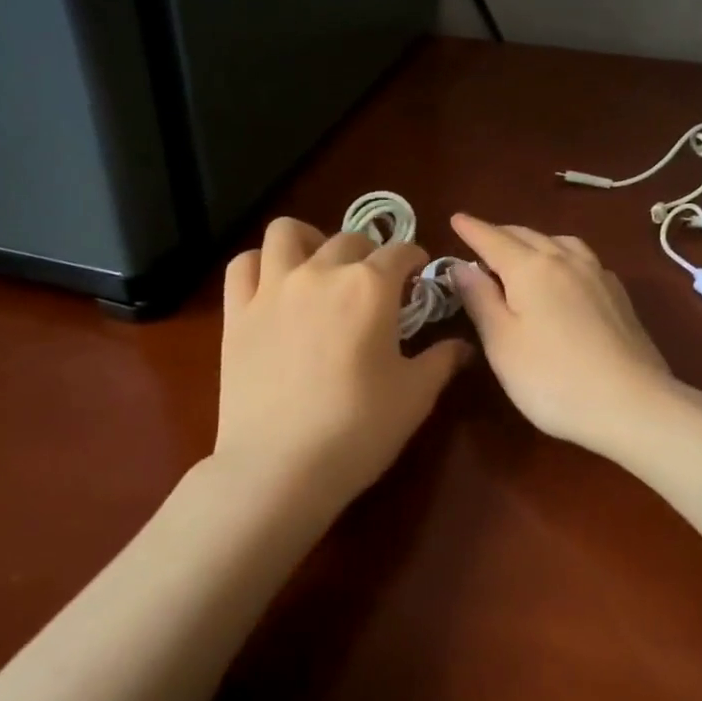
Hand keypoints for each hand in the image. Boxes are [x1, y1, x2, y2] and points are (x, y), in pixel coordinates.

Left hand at [216, 218, 471, 503]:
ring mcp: (273, 288)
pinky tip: (273, 284)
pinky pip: (243, 264)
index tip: (418, 275)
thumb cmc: (358, 429)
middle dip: (370, 254)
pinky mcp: (237, 312)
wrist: (280, 468)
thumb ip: (442, 360)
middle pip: (349, 239)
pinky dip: (260, 264)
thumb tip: (463, 346)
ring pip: (287, 232)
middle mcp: (321, 272)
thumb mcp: (415, 397)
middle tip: (375, 285)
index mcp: (370, 287)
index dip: (414, 259)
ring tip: (319, 265)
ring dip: (310, 240)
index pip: (400, 252)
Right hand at [448, 214, 676, 452]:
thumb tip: (461, 265)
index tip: (455, 218)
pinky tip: (563, 273)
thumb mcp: (502, 343)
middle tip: (480, 238)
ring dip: (534, 240)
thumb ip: (480, 299)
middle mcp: (566, 260)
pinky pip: (582, 259)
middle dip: (500, 233)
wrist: (632, 404)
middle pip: (527, 236)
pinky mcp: (618, 295)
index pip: (493, 239)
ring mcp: (598, 275)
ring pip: (559, 242)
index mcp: (531, 267)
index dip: (472, 229)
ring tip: (521, 251)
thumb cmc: (552, 378)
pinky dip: (561, 255)